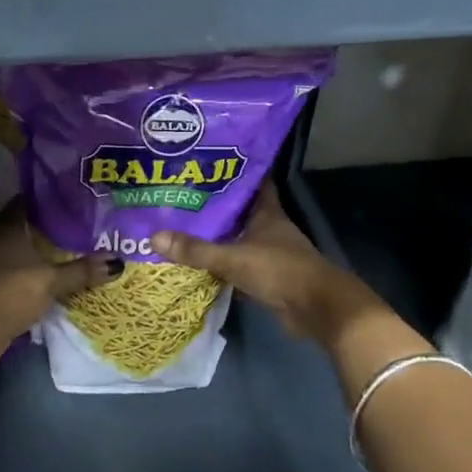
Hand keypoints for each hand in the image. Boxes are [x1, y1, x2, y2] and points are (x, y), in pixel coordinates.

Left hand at [0, 205, 120, 356]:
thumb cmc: (13, 294)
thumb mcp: (53, 282)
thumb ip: (82, 270)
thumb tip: (117, 261)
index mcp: (5, 227)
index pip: (23, 203)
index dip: (42, 203)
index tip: (62, 205)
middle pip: (12, 224)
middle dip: (32, 228)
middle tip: (59, 231)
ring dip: (17, 250)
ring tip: (42, 255)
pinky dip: (5, 268)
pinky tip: (19, 278)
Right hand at [150, 182, 381, 347]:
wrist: (317, 309)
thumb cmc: (280, 270)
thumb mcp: (233, 258)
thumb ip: (196, 250)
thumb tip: (154, 237)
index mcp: (266, 212)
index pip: (253, 181)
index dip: (234, 171)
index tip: (209, 162)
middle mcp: (269, 228)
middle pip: (240, 210)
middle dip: (215, 204)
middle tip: (181, 194)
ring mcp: (270, 253)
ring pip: (238, 238)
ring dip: (217, 235)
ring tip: (182, 225)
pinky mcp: (267, 278)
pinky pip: (238, 265)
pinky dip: (222, 265)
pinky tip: (198, 263)